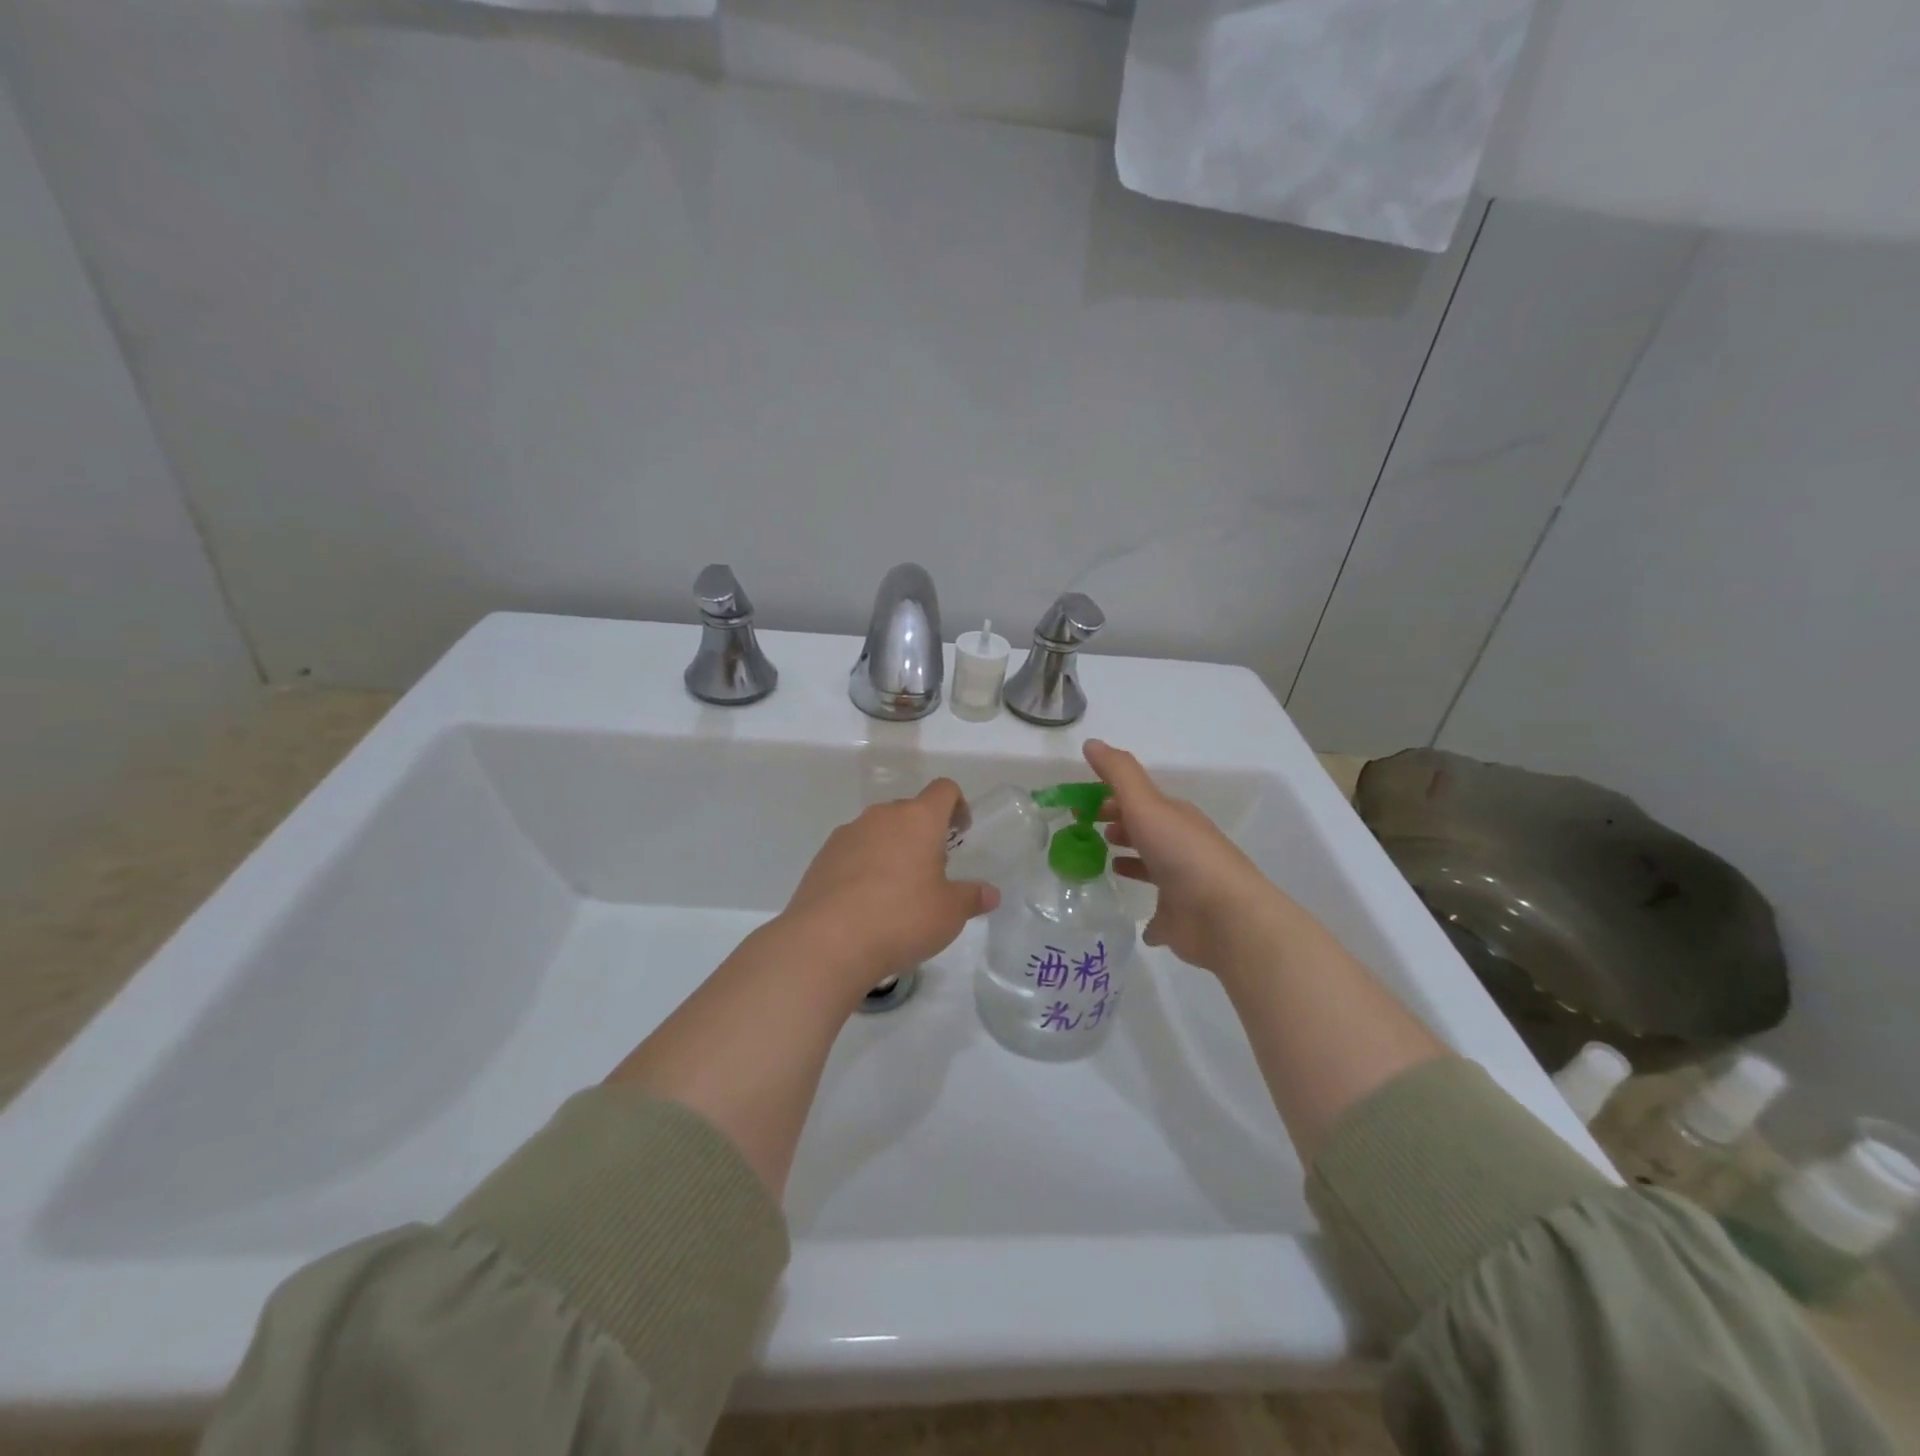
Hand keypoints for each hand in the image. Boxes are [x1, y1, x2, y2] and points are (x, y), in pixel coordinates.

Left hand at [780, 778, 998, 991]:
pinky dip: (864, 866)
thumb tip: (990, 894)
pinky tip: (865, 903)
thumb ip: (972, 898)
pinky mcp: (822, 857)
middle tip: (932, 870)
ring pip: (878, 830)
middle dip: (923, 833)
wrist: (827, 941)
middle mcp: (881, 816)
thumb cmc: (901, 918)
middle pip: (909, 810)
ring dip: (892, 849)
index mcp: (918, 819)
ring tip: (897, 891)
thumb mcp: (949, 913)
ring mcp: (847, 834)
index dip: (957, 805)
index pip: (943, 790)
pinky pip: (853, 851)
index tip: (960, 832)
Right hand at [1084, 739, 1289, 977]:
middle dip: (1118, 825)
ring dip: (1131, 863)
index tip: (1079, 807)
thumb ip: (1118, 773)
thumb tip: (1091, 742)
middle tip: (1085, 831)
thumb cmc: (1182, 853)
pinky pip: (1159, 915)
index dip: (1110, 799)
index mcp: (1174, 817)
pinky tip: (1131, 917)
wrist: (1225, 916)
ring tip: (1103, 865)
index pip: (1138, 801)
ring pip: (1152, 868)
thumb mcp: (1146, 804)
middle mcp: (1180, 847)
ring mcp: (1182, 886)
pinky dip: (1147, 914)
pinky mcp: (1179, 921)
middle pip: (1145, 831)